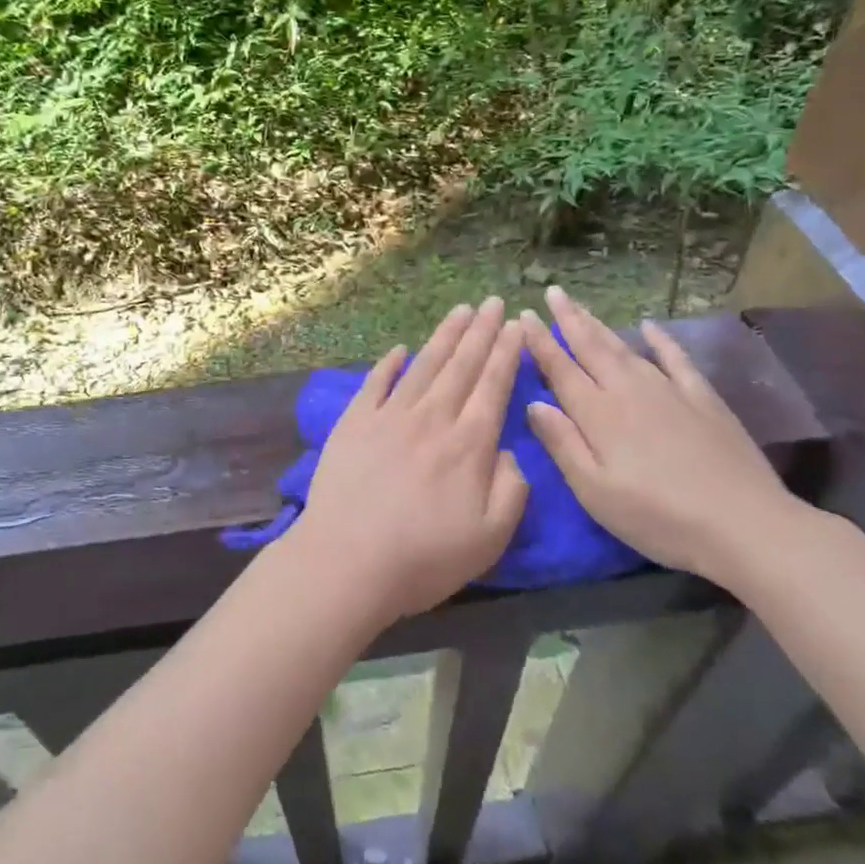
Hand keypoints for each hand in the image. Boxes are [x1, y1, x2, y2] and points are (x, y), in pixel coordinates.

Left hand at [291, 298, 528, 619]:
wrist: (348, 560)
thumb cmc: (424, 557)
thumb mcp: (490, 536)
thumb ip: (511, 489)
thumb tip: (508, 451)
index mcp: (469, 444)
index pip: (493, 387)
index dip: (507, 353)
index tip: (516, 324)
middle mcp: (432, 419)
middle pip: (461, 366)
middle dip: (481, 332)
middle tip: (493, 302)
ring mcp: (389, 417)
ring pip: (423, 366)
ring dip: (443, 337)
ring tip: (460, 311)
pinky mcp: (354, 424)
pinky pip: (375, 384)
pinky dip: (388, 364)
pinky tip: (399, 349)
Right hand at [519, 286, 807, 588]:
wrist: (745, 524)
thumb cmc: (658, 517)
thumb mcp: (595, 491)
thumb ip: (563, 444)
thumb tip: (534, 403)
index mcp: (599, 414)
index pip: (561, 369)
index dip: (540, 343)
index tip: (524, 316)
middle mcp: (629, 391)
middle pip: (592, 348)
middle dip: (569, 319)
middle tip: (553, 292)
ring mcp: (669, 391)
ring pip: (626, 348)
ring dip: (601, 325)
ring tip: (582, 306)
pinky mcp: (703, 399)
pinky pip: (676, 359)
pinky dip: (661, 340)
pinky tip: (649, 326)